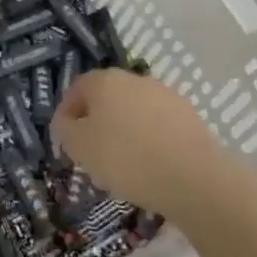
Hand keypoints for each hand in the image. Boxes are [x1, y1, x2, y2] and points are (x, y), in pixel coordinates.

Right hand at [52, 69, 222, 216]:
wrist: (192, 177)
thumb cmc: (125, 158)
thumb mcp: (79, 147)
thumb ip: (65, 129)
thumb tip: (67, 121)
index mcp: (104, 80)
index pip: (77, 89)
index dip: (67, 114)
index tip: (66, 142)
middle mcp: (134, 79)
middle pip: (106, 98)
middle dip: (97, 122)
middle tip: (93, 153)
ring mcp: (164, 94)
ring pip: (133, 111)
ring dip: (124, 130)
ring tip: (123, 164)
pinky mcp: (188, 115)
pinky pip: (157, 125)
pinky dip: (149, 139)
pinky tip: (150, 165)